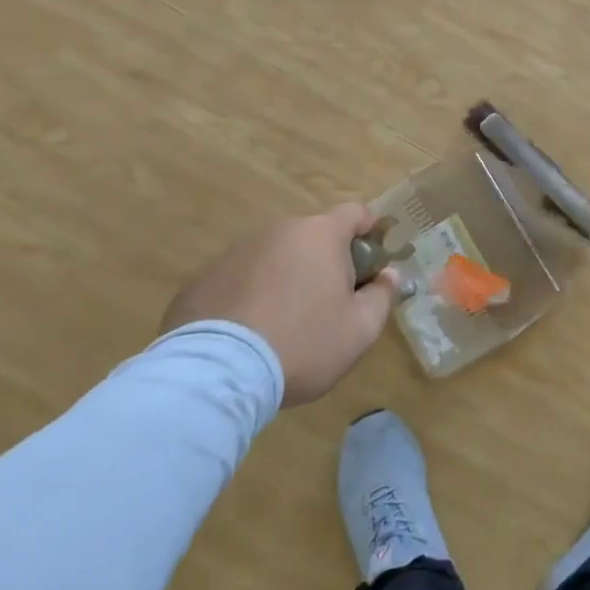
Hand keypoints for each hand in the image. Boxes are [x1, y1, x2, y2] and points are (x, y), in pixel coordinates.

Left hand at [162, 204, 399, 406]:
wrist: (216, 376)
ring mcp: (235, 253)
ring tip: (283, 323)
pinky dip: (249, 296)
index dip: (370, 231)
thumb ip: (382, 296)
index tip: (373, 260)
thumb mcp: (360, 330)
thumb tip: (388, 275)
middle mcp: (278, 231)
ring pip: (274, 257)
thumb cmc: (302, 344)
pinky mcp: (201, 280)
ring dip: (285, 277)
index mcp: (320, 234)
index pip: (355, 213)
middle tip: (329, 302)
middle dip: (325, 260)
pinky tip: (247, 334)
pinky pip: (239, 280)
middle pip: (313, 236)